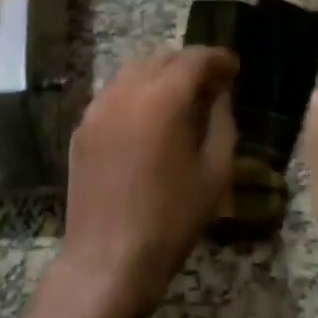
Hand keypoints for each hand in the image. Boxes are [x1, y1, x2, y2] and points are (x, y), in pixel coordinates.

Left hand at [59, 48, 239, 317]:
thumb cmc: (171, 220)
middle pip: (162, 58)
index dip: (218, 59)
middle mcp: (125, 91)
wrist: (108, 259)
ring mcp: (97, 107)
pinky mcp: (82, 127)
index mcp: (162, 99)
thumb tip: (219, 94)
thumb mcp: (214, 173)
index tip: (234, 69)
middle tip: (212, 84)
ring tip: (182, 98)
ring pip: (133, 71)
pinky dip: (136, 92)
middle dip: (190, 64)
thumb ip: (221, 122)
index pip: (194, 59)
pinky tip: (149, 118)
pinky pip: (114, 93)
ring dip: (161, 74)